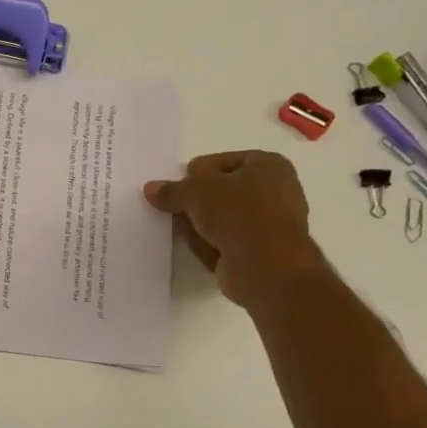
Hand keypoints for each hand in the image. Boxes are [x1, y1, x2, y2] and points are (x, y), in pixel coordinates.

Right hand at [144, 150, 316, 305]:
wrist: (266, 266)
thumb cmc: (238, 213)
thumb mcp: (195, 192)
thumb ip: (172, 190)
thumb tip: (151, 189)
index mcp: (269, 165)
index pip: (223, 161)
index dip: (197, 172)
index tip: (177, 186)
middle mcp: (275, 191)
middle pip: (223, 192)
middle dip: (196, 201)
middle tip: (172, 209)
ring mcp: (269, 224)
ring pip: (224, 219)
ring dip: (201, 225)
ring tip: (179, 230)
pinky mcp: (260, 253)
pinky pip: (227, 243)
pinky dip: (211, 245)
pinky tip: (196, 249)